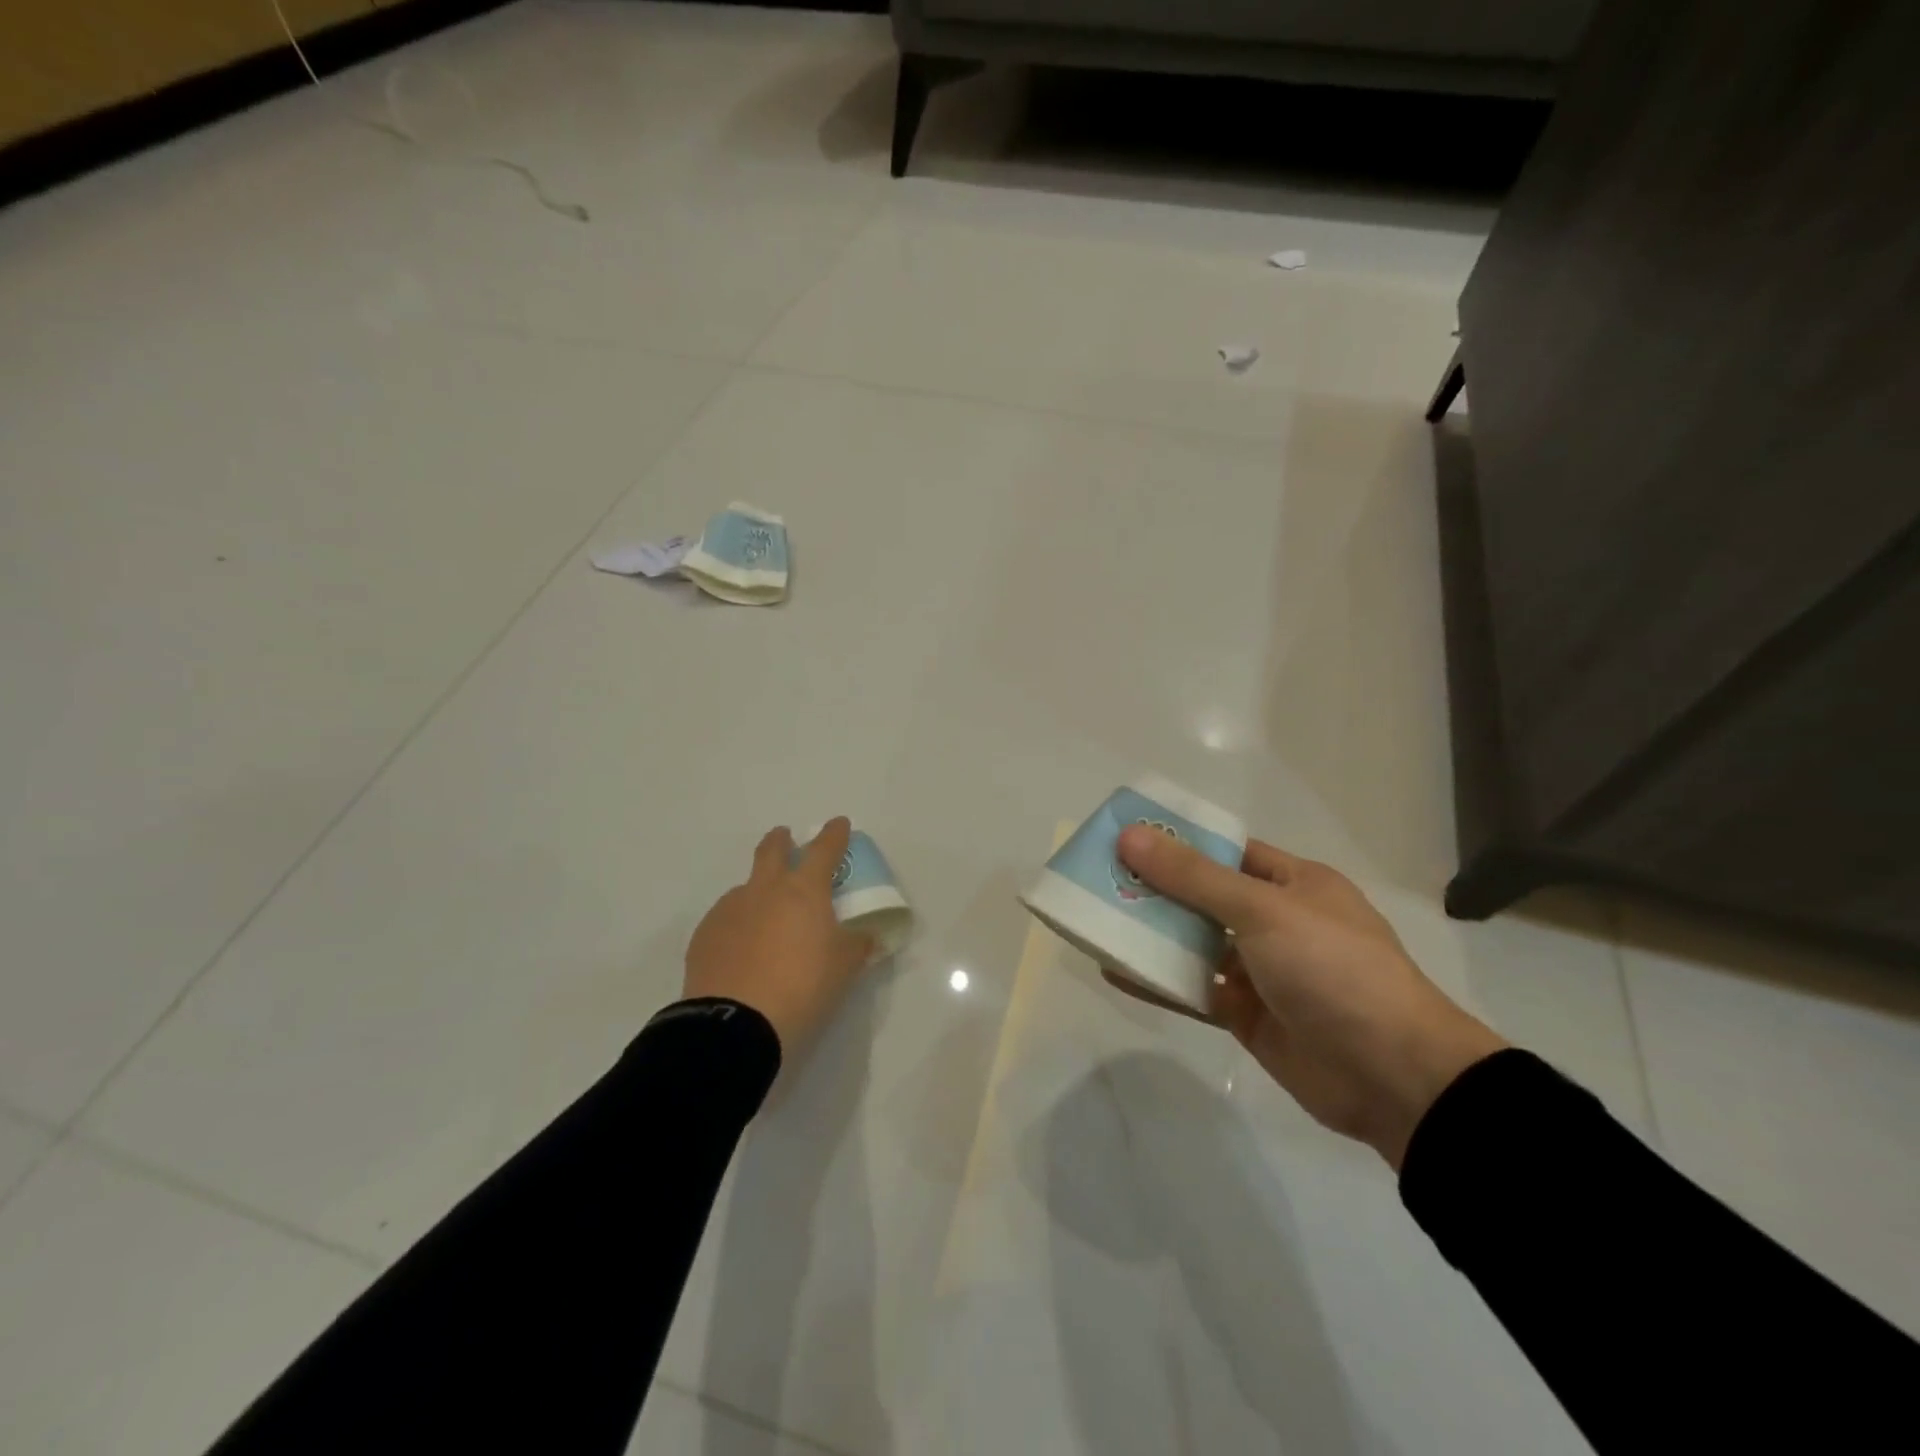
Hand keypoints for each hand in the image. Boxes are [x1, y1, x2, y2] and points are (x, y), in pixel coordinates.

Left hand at [683, 819, 874, 1056]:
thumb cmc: (802, 986)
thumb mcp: (844, 967)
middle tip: (786, 838)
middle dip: (781, 840)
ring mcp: (729, 909)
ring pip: (746, 887)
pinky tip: (742, 948)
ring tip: (766, 918)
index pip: (824, 850)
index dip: (834, 834)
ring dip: (758, 891)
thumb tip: (865, 936)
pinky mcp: (704, 935)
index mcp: (804, 890)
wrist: (735, 1024)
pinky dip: (739, 924)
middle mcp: (764, 889)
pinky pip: (726, 918)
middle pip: (772, 851)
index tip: (839, 824)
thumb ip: (857, 944)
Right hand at [1112, 827, 1505, 1168]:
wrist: (1394, 1077)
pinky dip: (1158, 982)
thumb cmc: (1333, 969)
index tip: (1126, 837)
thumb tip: (1131, 837)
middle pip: (1204, 897)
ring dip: (1151, 935)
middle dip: (1155, 889)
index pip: (1228, 851)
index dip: (1179, 842)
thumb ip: (1193, 878)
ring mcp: (1262, 972)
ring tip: (1095, 919)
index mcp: (1294, 883)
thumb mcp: (1262, 911)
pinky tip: (1114, 970)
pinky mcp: (1247, 1016)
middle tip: (1097, 877)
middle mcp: (1276, 922)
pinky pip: (1195, 991)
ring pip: (1195, 945)